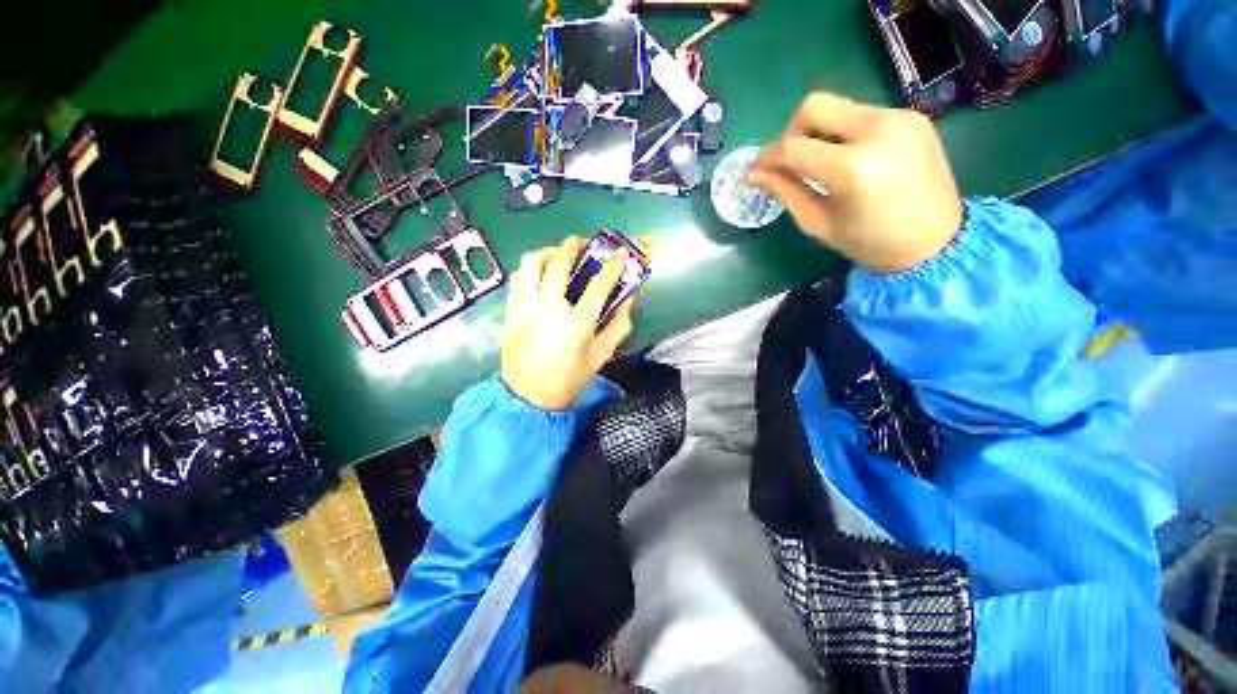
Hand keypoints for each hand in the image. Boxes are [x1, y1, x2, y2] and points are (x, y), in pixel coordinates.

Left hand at [501, 237, 634, 410]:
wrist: (527, 396)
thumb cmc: (568, 379)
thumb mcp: (601, 356)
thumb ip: (618, 326)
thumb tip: (627, 299)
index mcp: (577, 323)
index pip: (599, 284)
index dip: (613, 265)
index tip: (621, 254)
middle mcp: (549, 307)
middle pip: (560, 261)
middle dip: (574, 245)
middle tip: (584, 243)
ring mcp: (525, 306)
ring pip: (532, 261)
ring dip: (548, 251)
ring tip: (558, 254)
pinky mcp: (511, 309)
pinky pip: (519, 276)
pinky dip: (531, 267)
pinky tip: (540, 273)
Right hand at [750, 93, 962, 273]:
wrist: (936, 242)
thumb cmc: (870, 243)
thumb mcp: (818, 223)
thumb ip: (786, 192)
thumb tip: (754, 174)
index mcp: (852, 167)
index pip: (792, 146)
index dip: (767, 156)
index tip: (757, 170)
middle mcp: (877, 130)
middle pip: (814, 106)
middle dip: (791, 131)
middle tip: (790, 160)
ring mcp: (899, 118)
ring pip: (838, 107)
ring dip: (818, 132)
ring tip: (820, 163)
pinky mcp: (911, 117)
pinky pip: (861, 114)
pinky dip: (843, 133)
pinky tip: (847, 158)